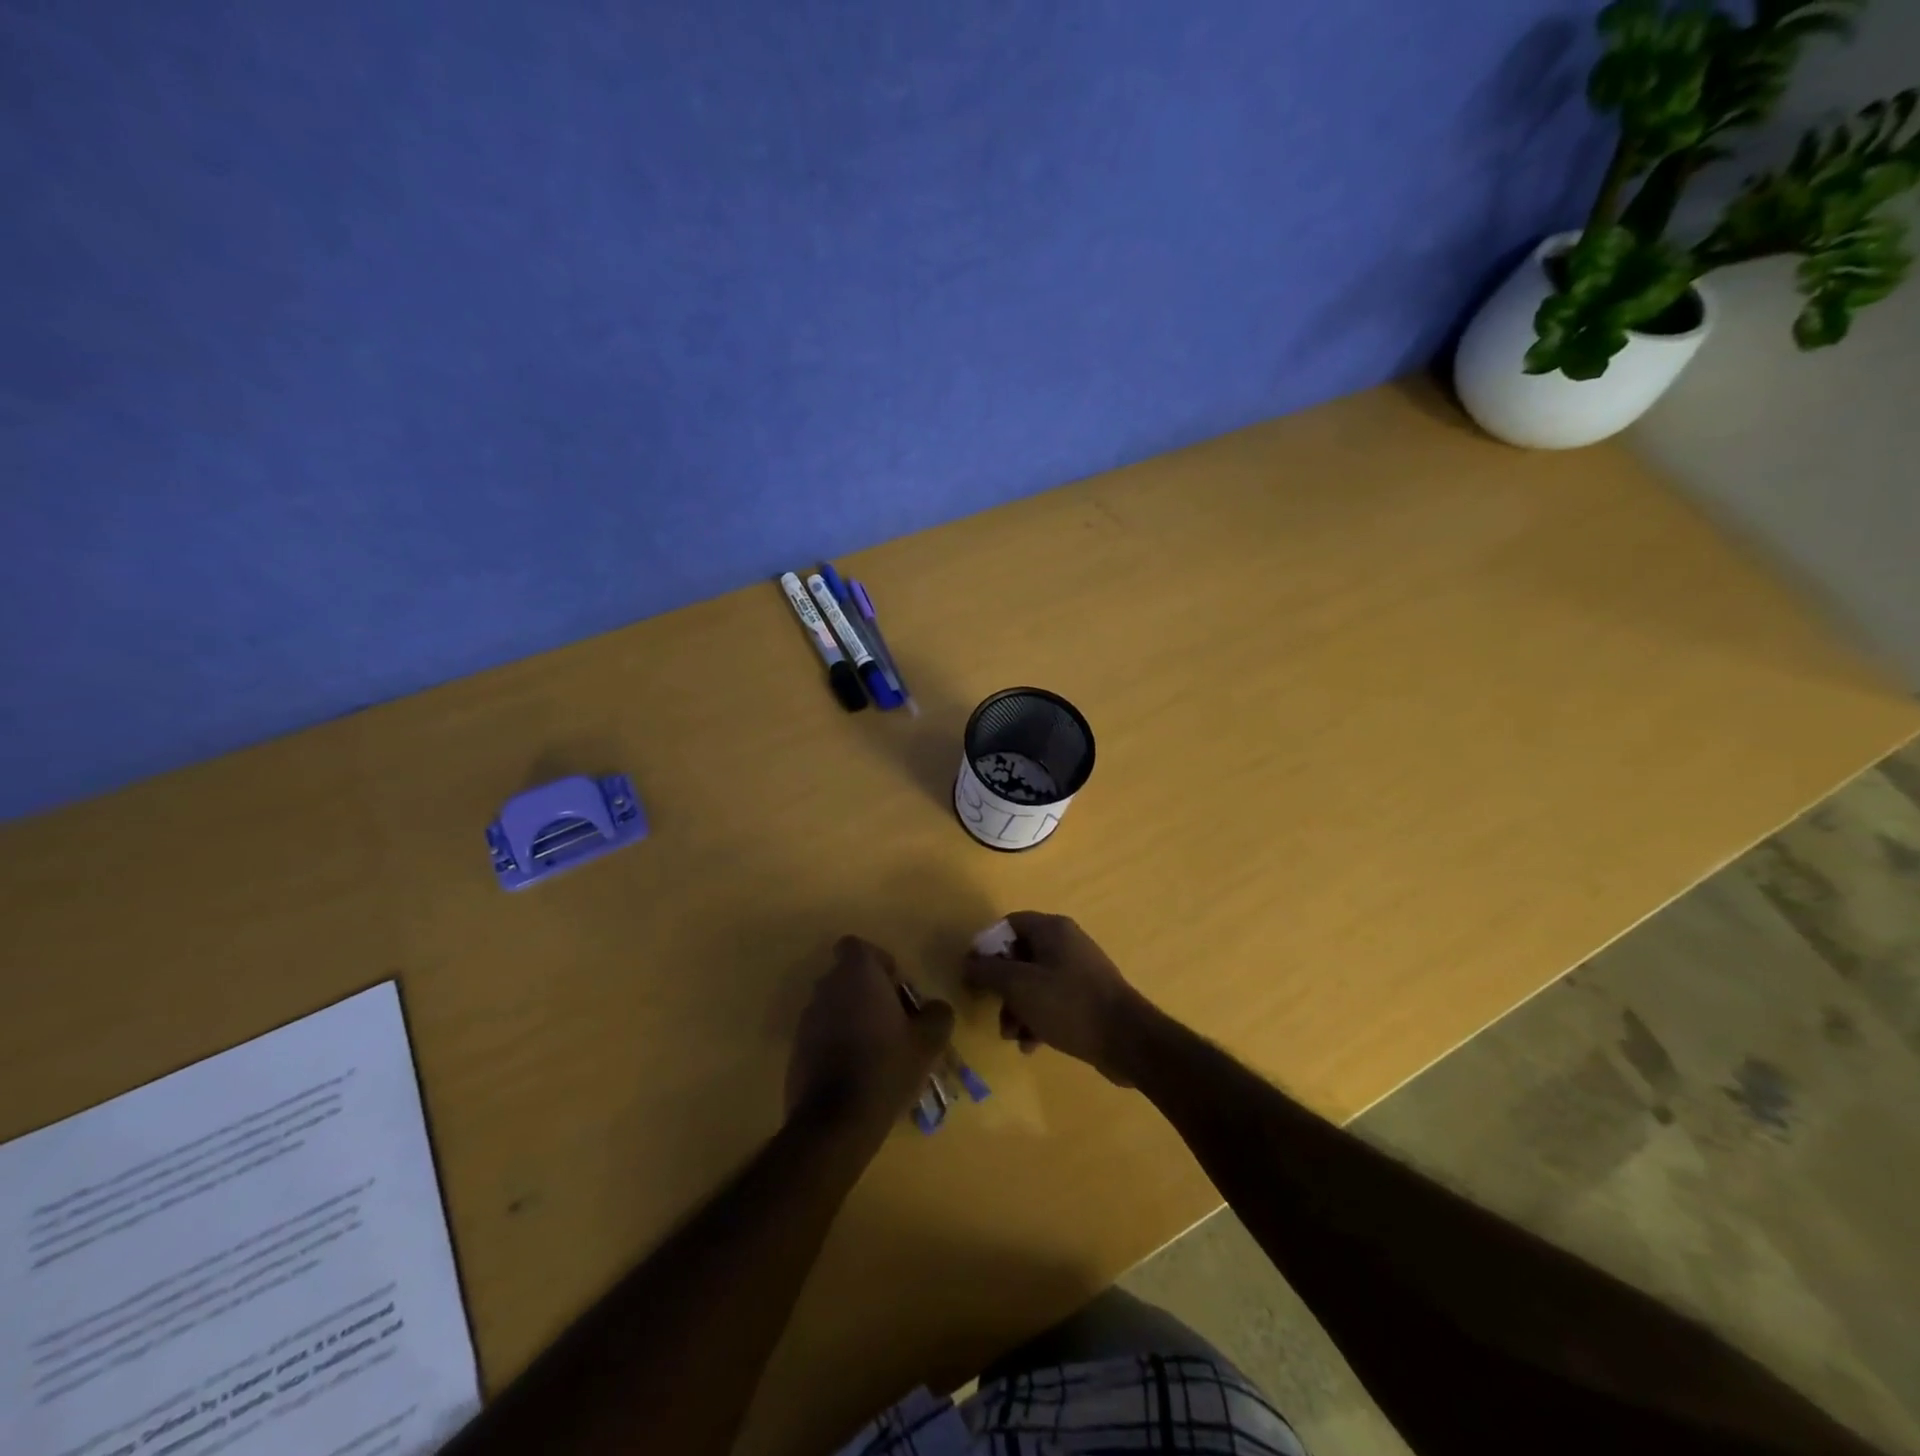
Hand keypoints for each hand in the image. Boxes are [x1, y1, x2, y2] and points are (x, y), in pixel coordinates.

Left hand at [786, 936, 953, 1135]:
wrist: (835, 1121)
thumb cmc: (885, 1066)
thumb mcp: (928, 1041)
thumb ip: (938, 1014)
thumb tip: (935, 1007)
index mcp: (856, 974)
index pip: (857, 946)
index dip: (878, 961)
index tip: (896, 987)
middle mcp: (826, 987)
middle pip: (847, 976)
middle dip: (869, 992)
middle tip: (895, 1021)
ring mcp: (807, 1018)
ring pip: (835, 1004)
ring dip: (854, 1017)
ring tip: (879, 1050)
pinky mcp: (796, 1048)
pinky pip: (822, 1032)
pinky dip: (838, 1041)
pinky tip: (858, 1071)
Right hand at [963, 912, 1157, 1085]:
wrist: (1127, 1040)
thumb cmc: (1068, 1004)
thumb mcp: (1019, 986)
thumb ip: (988, 971)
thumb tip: (968, 962)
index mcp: (1052, 929)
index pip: (1009, 924)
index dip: (987, 946)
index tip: (973, 973)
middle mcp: (1066, 943)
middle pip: (1020, 956)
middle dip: (1003, 987)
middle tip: (994, 1011)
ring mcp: (1079, 970)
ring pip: (1034, 983)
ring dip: (1017, 1009)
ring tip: (1013, 1037)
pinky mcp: (1087, 997)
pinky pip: (1052, 1001)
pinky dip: (1038, 1019)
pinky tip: (1032, 1045)